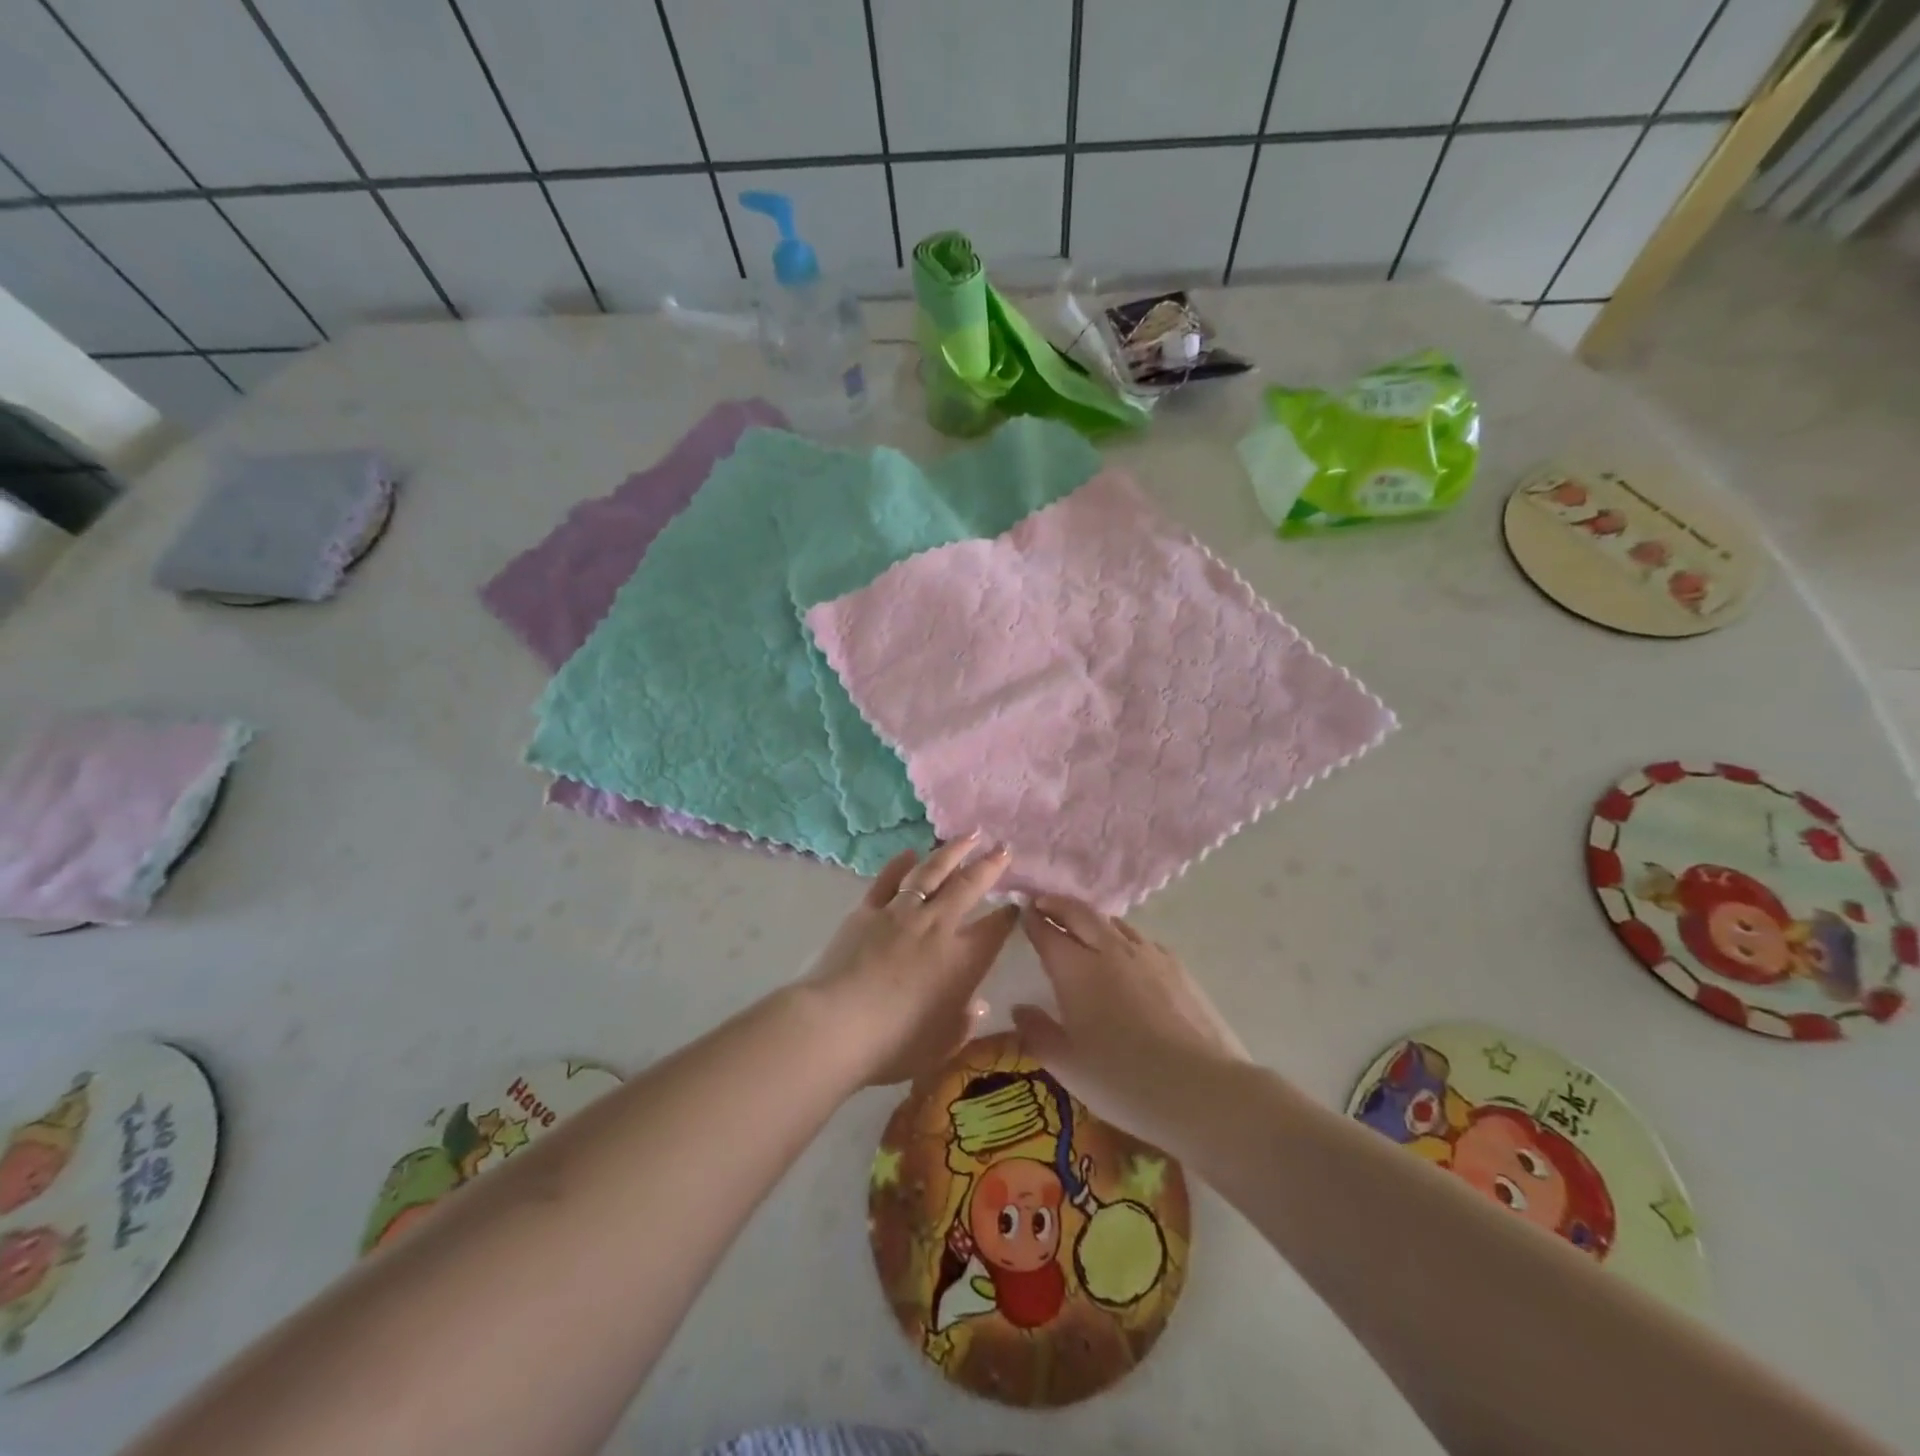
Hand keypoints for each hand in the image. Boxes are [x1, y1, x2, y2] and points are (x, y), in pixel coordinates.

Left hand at [805, 834, 1017, 1085]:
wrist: (836, 1024)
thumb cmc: (894, 1044)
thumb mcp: (940, 1045)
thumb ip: (962, 1024)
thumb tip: (976, 1006)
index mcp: (962, 960)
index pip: (995, 929)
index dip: (1009, 915)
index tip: (1017, 903)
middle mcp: (936, 926)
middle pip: (968, 886)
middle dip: (990, 865)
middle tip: (1003, 847)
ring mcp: (900, 913)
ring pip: (931, 872)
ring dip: (952, 851)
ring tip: (967, 836)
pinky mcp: (867, 910)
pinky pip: (887, 880)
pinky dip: (900, 864)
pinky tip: (910, 852)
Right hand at [1012, 895, 1246, 1142]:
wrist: (1202, 1088)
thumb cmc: (1123, 1081)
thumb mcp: (1068, 1066)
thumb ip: (1038, 1033)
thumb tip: (1019, 1009)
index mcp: (1076, 970)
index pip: (1047, 932)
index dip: (1032, 921)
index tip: (1022, 912)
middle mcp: (1109, 950)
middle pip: (1079, 913)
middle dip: (1057, 904)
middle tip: (1043, 903)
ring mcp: (1147, 954)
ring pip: (1112, 922)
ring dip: (1091, 918)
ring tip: (1082, 925)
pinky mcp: (1177, 966)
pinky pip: (1140, 939)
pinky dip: (1122, 937)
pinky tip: (1126, 955)